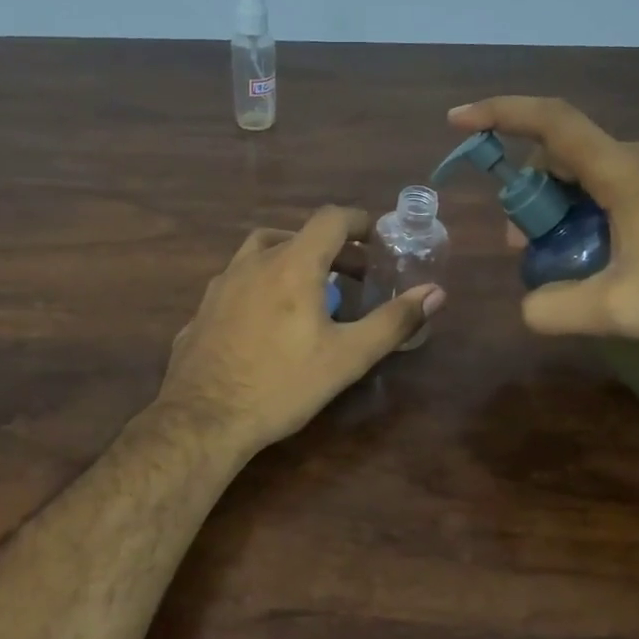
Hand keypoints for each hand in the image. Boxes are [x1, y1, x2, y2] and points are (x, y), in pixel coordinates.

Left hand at [156, 207, 445, 457]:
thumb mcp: (347, 357)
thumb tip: (436, 293)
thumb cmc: (282, 385)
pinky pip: (238, 283)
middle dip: (330, 249)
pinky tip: (266, 321)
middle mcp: (252, 263)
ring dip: (290, 261)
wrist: (202, 419)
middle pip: (296, 235)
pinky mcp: (202, 310)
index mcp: (291, 264)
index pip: (330, 219)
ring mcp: (220, 285)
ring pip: (260, 254)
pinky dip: (261, 286)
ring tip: (308, 292)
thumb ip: (393, 321)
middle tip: (352, 277)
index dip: (358, 222)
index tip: (376, 240)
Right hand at [447, 96, 638, 349]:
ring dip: (555, 207)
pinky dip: (582, 211)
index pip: (553, 123)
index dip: (501, 114)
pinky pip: (609, 187)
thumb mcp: (618, 311)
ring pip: (584, 173)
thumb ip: (554, 309)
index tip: (459, 120)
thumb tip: (527, 305)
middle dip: (527, 194)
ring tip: (553, 257)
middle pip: (560, 154)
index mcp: (624, 172)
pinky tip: (590, 254)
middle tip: (522, 247)